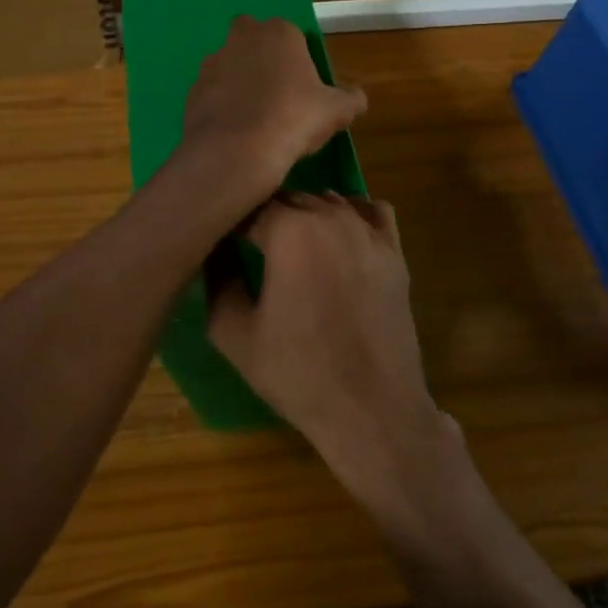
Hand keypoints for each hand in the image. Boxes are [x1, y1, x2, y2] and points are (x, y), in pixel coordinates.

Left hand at [179, 17, 365, 209]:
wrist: (236, 152)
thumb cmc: (293, 120)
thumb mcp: (337, 112)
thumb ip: (350, 99)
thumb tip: (356, 98)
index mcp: (279, 32)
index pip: (292, 36)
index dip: (298, 60)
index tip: (304, 87)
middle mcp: (241, 37)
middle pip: (253, 41)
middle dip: (262, 59)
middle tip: (277, 94)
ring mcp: (212, 62)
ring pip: (229, 65)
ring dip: (239, 82)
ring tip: (254, 117)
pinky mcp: (191, 89)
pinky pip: (212, 92)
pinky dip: (221, 105)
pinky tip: (234, 130)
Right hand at [209, 193, 447, 495]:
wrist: (371, 408)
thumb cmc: (297, 373)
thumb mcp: (233, 332)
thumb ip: (217, 279)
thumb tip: (213, 249)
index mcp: (290, 230)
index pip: (248, 207)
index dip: (230, 224)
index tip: (221, 244)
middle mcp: (331, 215)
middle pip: (288, 199)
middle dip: (266, 218)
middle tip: (251, 250)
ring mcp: (369, 230)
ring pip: (327, 201)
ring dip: (306, 217)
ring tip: (292, 251)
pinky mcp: (394, 250)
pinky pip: (371, 210)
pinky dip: (351, 215)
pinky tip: (338, 241)